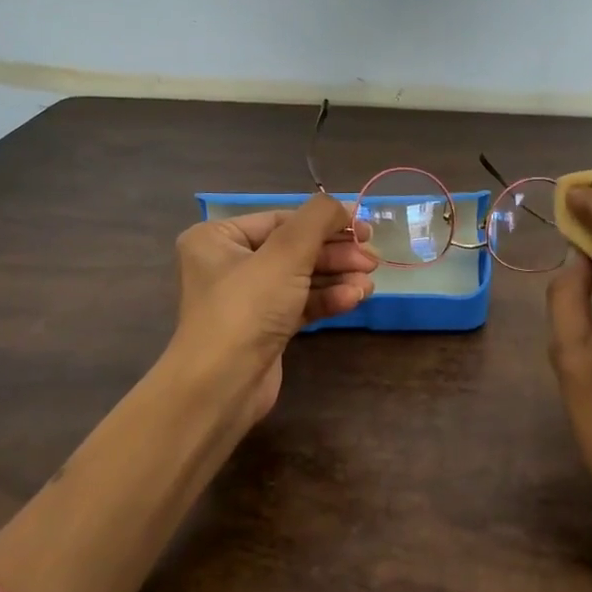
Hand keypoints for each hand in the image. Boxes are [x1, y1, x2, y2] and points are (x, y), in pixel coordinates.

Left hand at [167, 193, 377, 434]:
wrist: (222, 386)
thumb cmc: (247, 308)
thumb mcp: (285, 253)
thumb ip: (317, 219)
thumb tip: (342, 205)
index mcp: (218, 238)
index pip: (282, 219)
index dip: (326, 221)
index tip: (365, 228)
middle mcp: (229, 264)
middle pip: (295, 248)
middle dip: (335, 253)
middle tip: (372, 259)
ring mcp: (247, 299)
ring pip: (301, 277)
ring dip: (337, 277)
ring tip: (369, 282)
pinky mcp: (264, 328)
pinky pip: (300, 303)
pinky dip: (327, 299)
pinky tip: (355, 298)